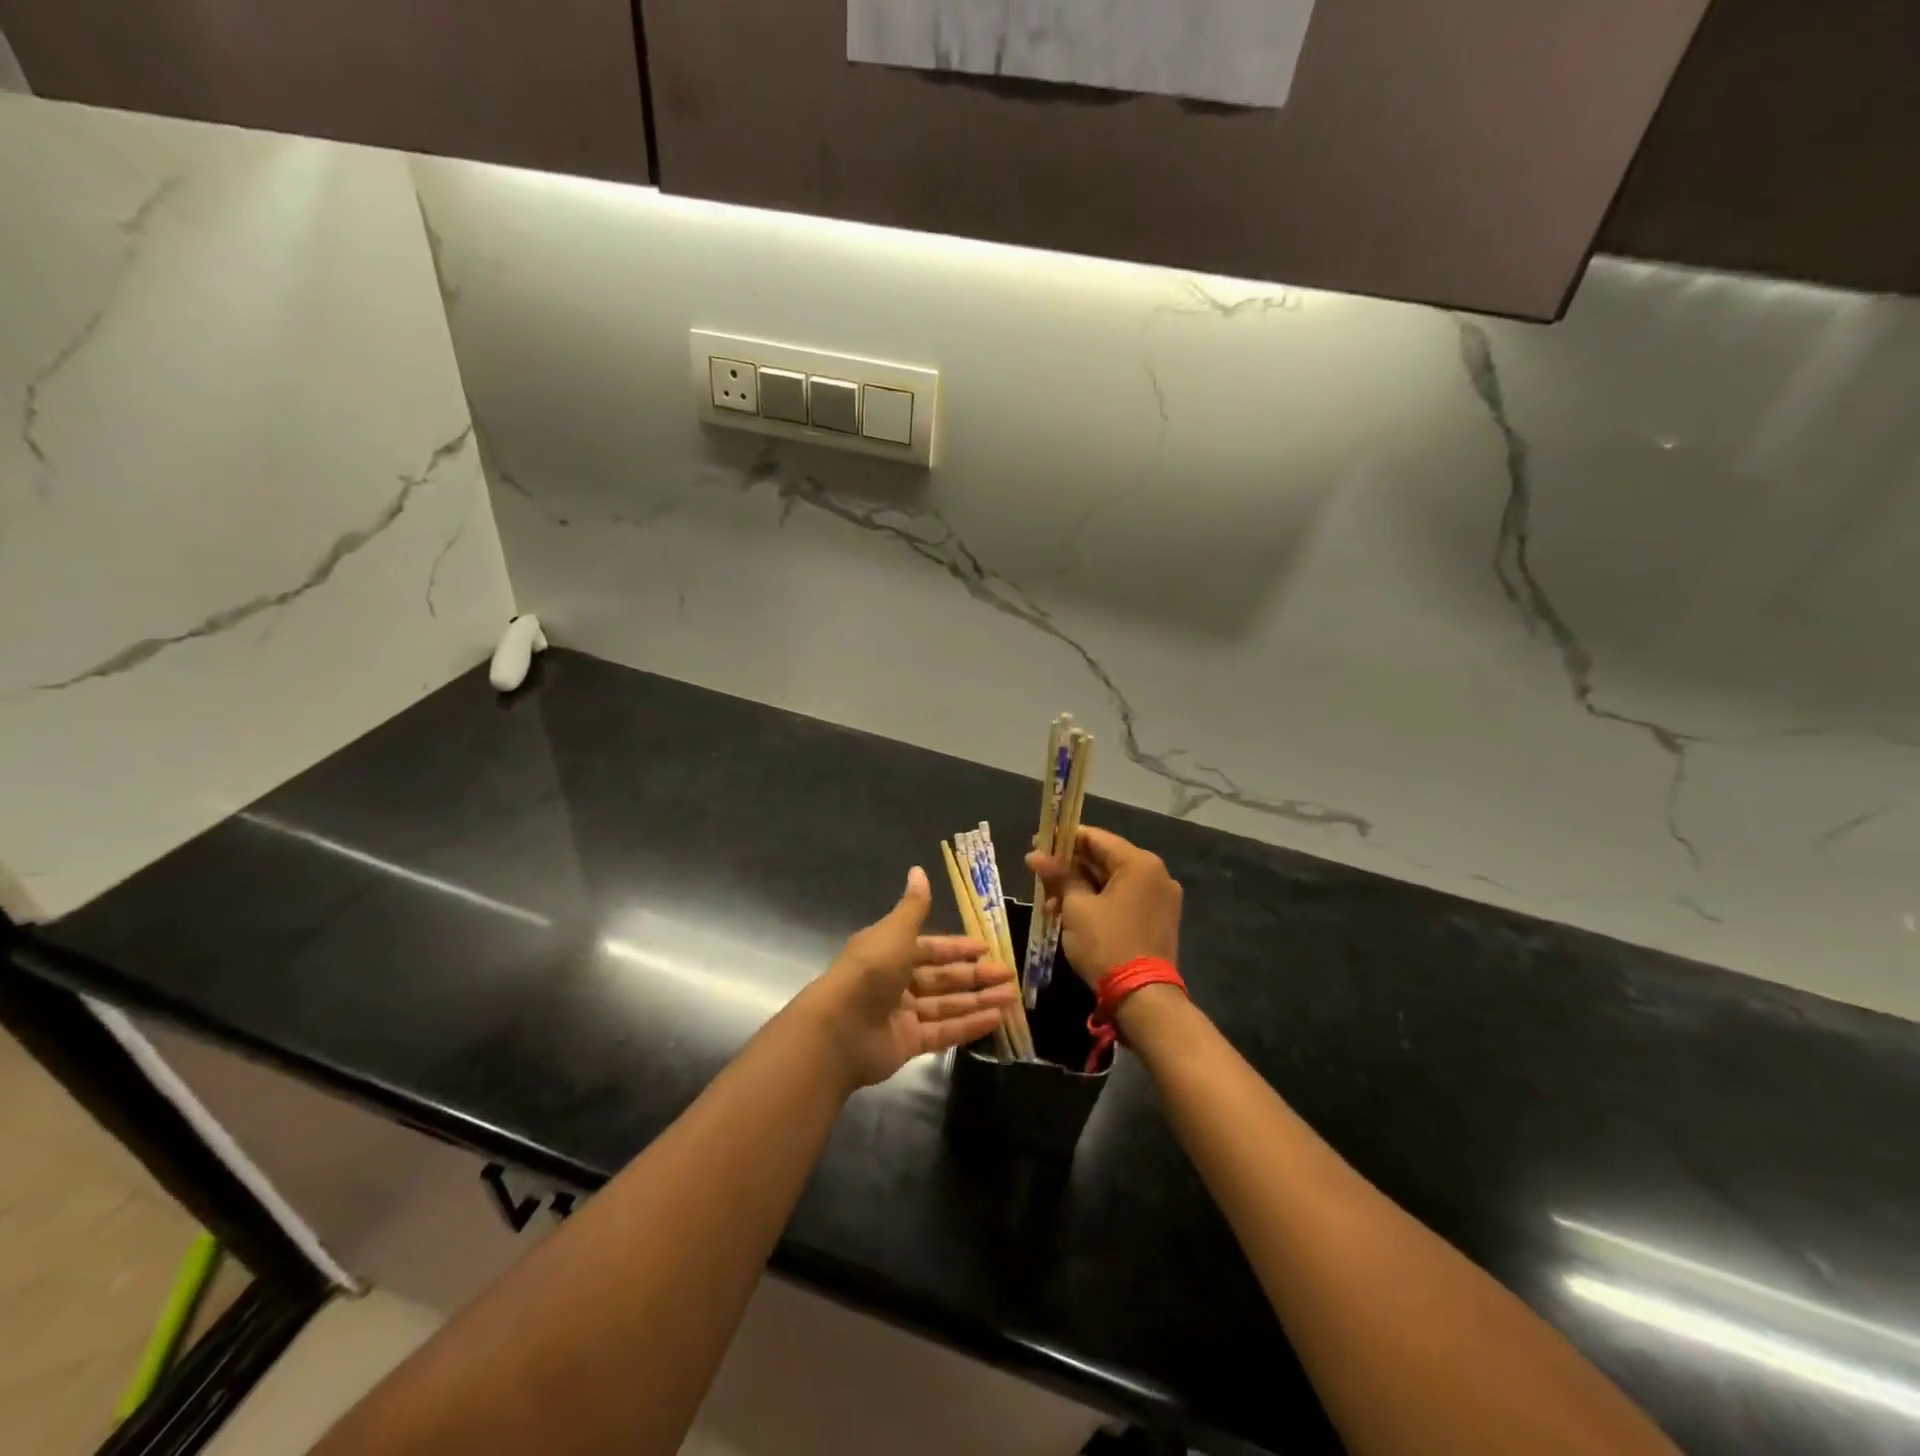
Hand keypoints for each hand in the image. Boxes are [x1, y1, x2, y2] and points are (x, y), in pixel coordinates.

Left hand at [801, 867, 1018, 1088]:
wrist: (840, 1029)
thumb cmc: (869, 971)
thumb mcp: (895, 932)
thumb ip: (913, 907)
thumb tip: (918, 869)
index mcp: (890, 951)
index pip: (931, 948)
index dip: (957, 948)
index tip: (986, 947)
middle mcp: (897, 981)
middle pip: (943, 978)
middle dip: (975, 976)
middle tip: (1008, 974)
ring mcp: (903, 1014)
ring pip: (947, 1005)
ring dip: (979, 1000)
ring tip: (1011, 998)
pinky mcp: (909, 1043)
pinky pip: (944, 1031)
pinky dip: (969, 1025)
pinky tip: (996, 1019)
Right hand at [1028, 826, 1182, 989]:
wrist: (1143, 998)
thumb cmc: (1107, 944)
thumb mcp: (1076, 907)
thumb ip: (1059, 876)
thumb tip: (1035, 855)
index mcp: (1140, 863)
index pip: (1096, 838)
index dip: (1063, 839)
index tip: (1037, 843)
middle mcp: (1156, 874)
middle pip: (1104, 859)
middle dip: (1069, 867)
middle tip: (1038, 874)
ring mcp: (1160, 898)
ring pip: (1111, 882)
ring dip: (1079, 887)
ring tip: (1048, 902)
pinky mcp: (1157, 920)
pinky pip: (1122, 899)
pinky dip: (1097, 902)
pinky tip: (1069, 914)